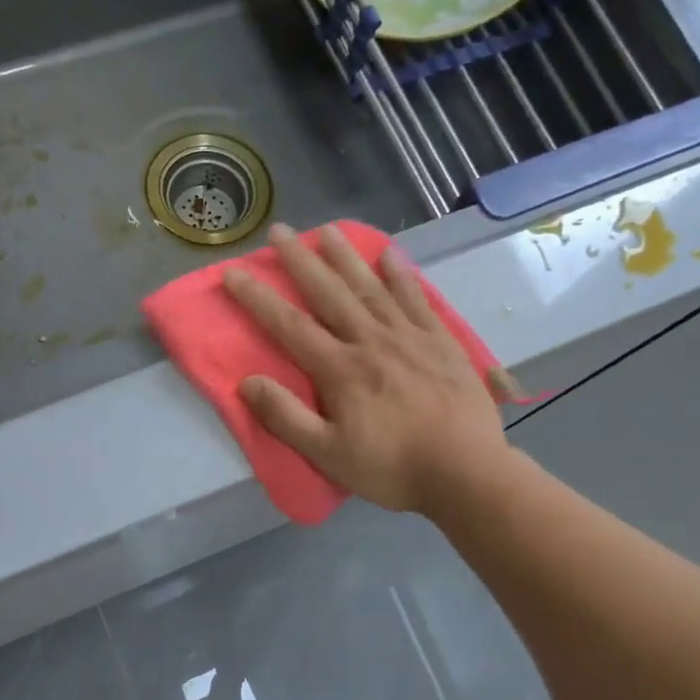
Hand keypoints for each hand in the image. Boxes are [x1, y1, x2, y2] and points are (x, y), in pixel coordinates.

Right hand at [222, 223, 510, 515]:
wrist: (465, 470)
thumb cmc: (392, 468)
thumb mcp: (328, 454)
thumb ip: (286, 417)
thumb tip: (247, 382)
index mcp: (340, 369)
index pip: (289, 326)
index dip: (258, 298)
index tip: (234, 272)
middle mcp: (370, 341)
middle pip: (329, 293)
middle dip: (300, 261)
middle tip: (279, 230)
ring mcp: (409, 337)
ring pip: (371, 286)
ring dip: (346, 256)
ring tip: (327, 229)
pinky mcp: (440, 341)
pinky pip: (417, 298)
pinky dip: (402, 275)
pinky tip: (391, 255)